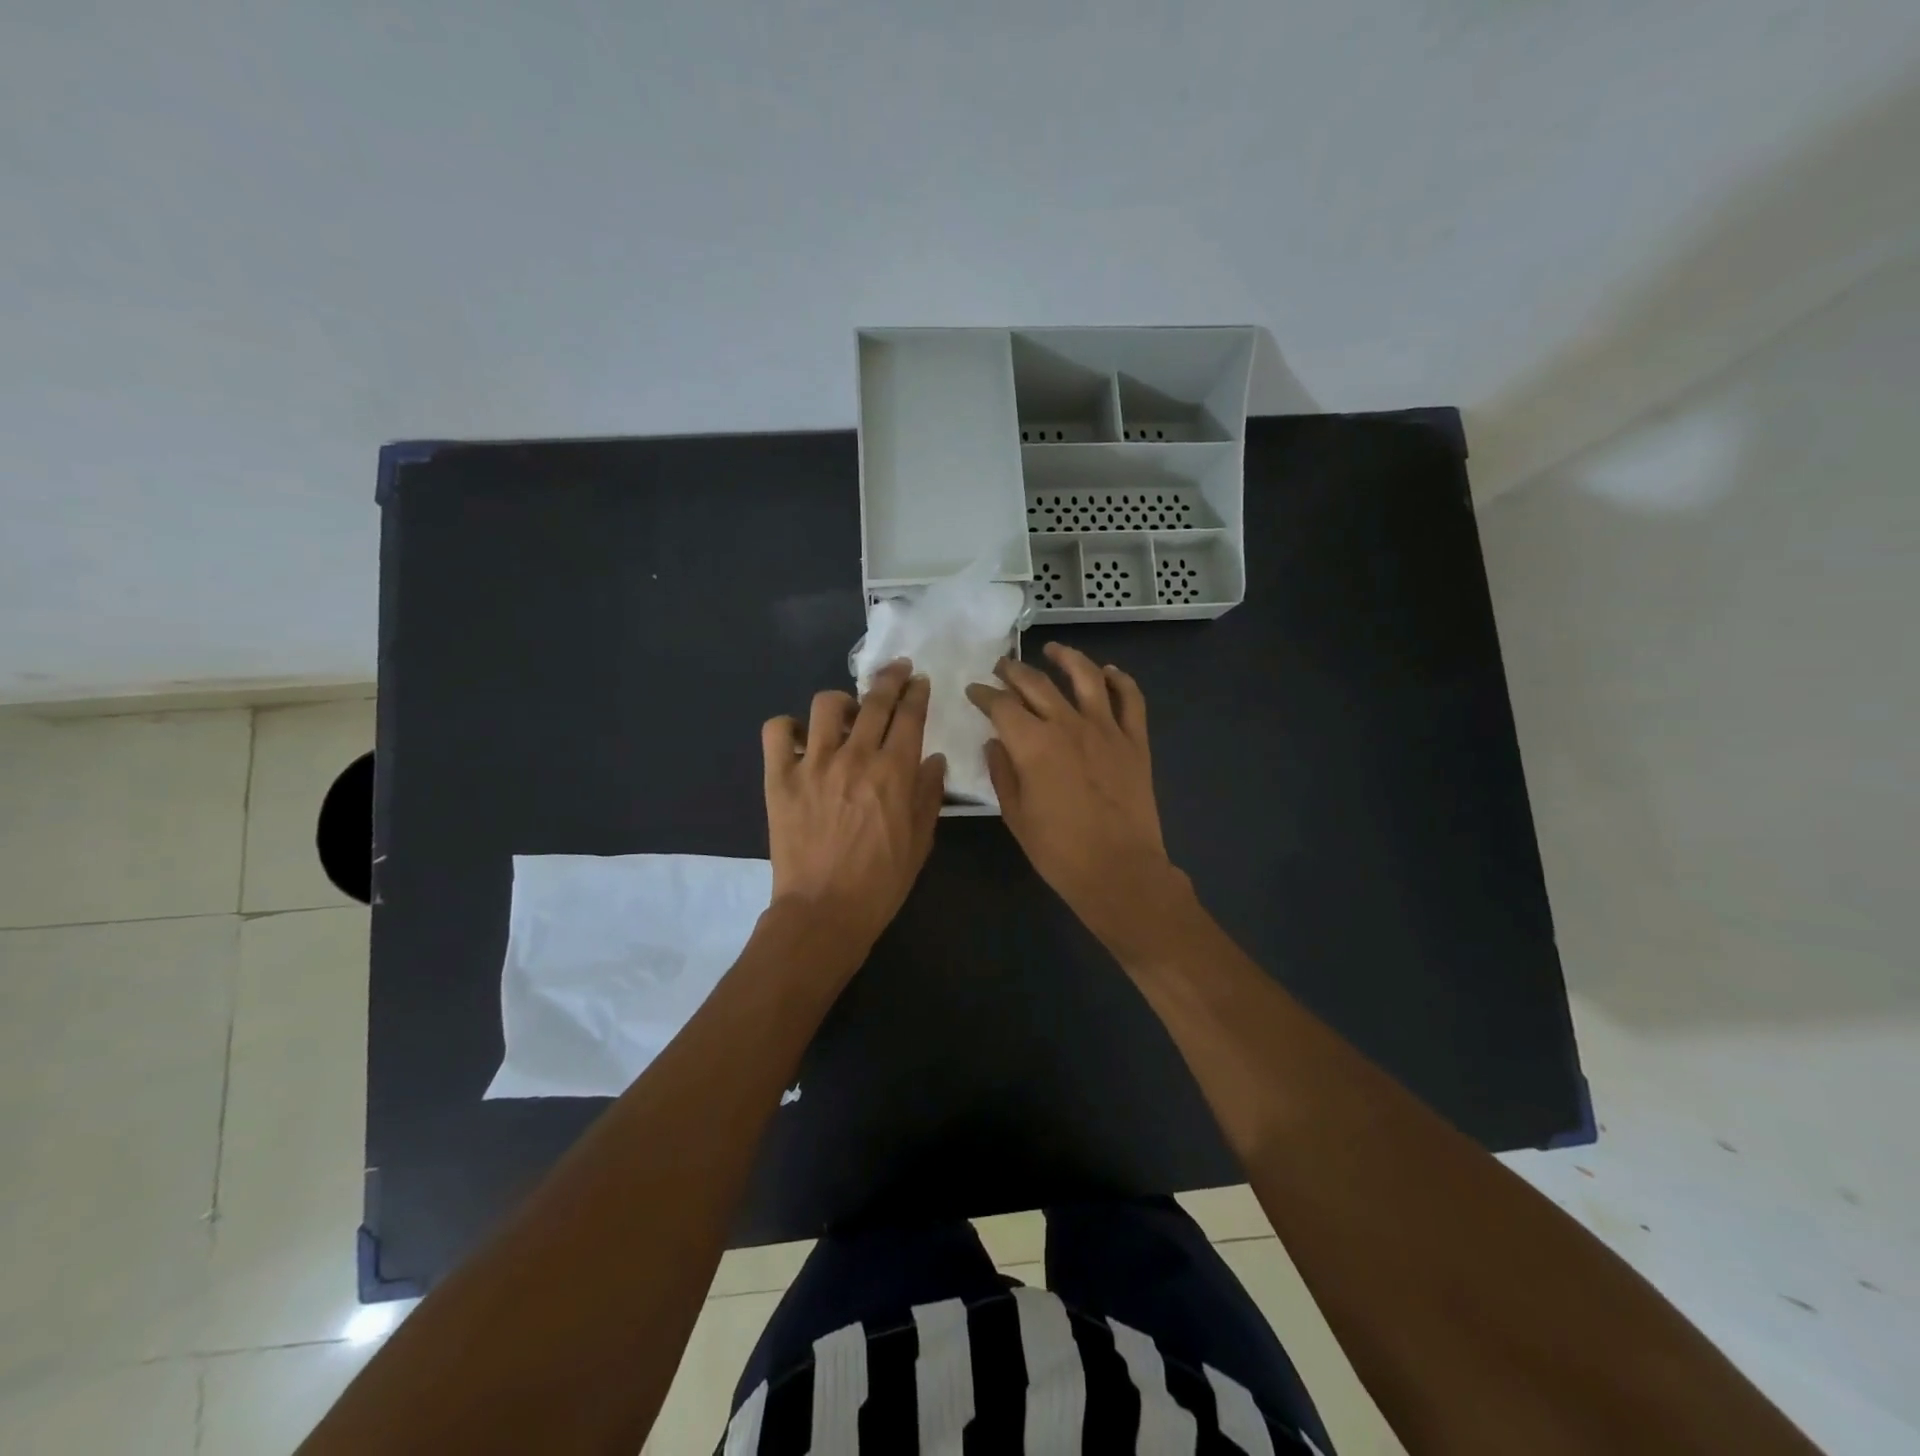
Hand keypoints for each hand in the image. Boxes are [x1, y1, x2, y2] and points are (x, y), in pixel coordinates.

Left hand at [762, 660, 946, 953]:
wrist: (824, 911)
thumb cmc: (881, 881)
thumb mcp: (921, 841)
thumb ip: (929, 794)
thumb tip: (935, 759)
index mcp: (894, 771)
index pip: (910, 715)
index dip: (917, 692)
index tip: (920, 681)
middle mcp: (855, 757)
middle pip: (875, 700)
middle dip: (890, 678)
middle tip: (897, 670)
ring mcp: (813, 764)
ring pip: (826, 705)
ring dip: (841, 702)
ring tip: (845, 713)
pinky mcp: (780, 778)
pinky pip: (777, 731)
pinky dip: (788, 727)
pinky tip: (800, 738)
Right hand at [965, 643, 1187, 949]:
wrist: (1119, 871)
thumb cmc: (1059, 850)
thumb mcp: (1016, 815)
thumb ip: (1002, 772)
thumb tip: (995, 742)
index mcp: (1033, 744)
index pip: (1001, 705)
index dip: (984, 694)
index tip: (974, 691)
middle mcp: (1068, 724)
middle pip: (1037, 683)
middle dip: (1014, 671)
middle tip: (1002, 667)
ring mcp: (1106, 729)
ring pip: (1086, 677)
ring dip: (1066, 658)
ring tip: (1053, 649)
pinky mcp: (1135, 741)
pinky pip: (1131, 699)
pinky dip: (1120, 680)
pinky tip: (1109, 672)